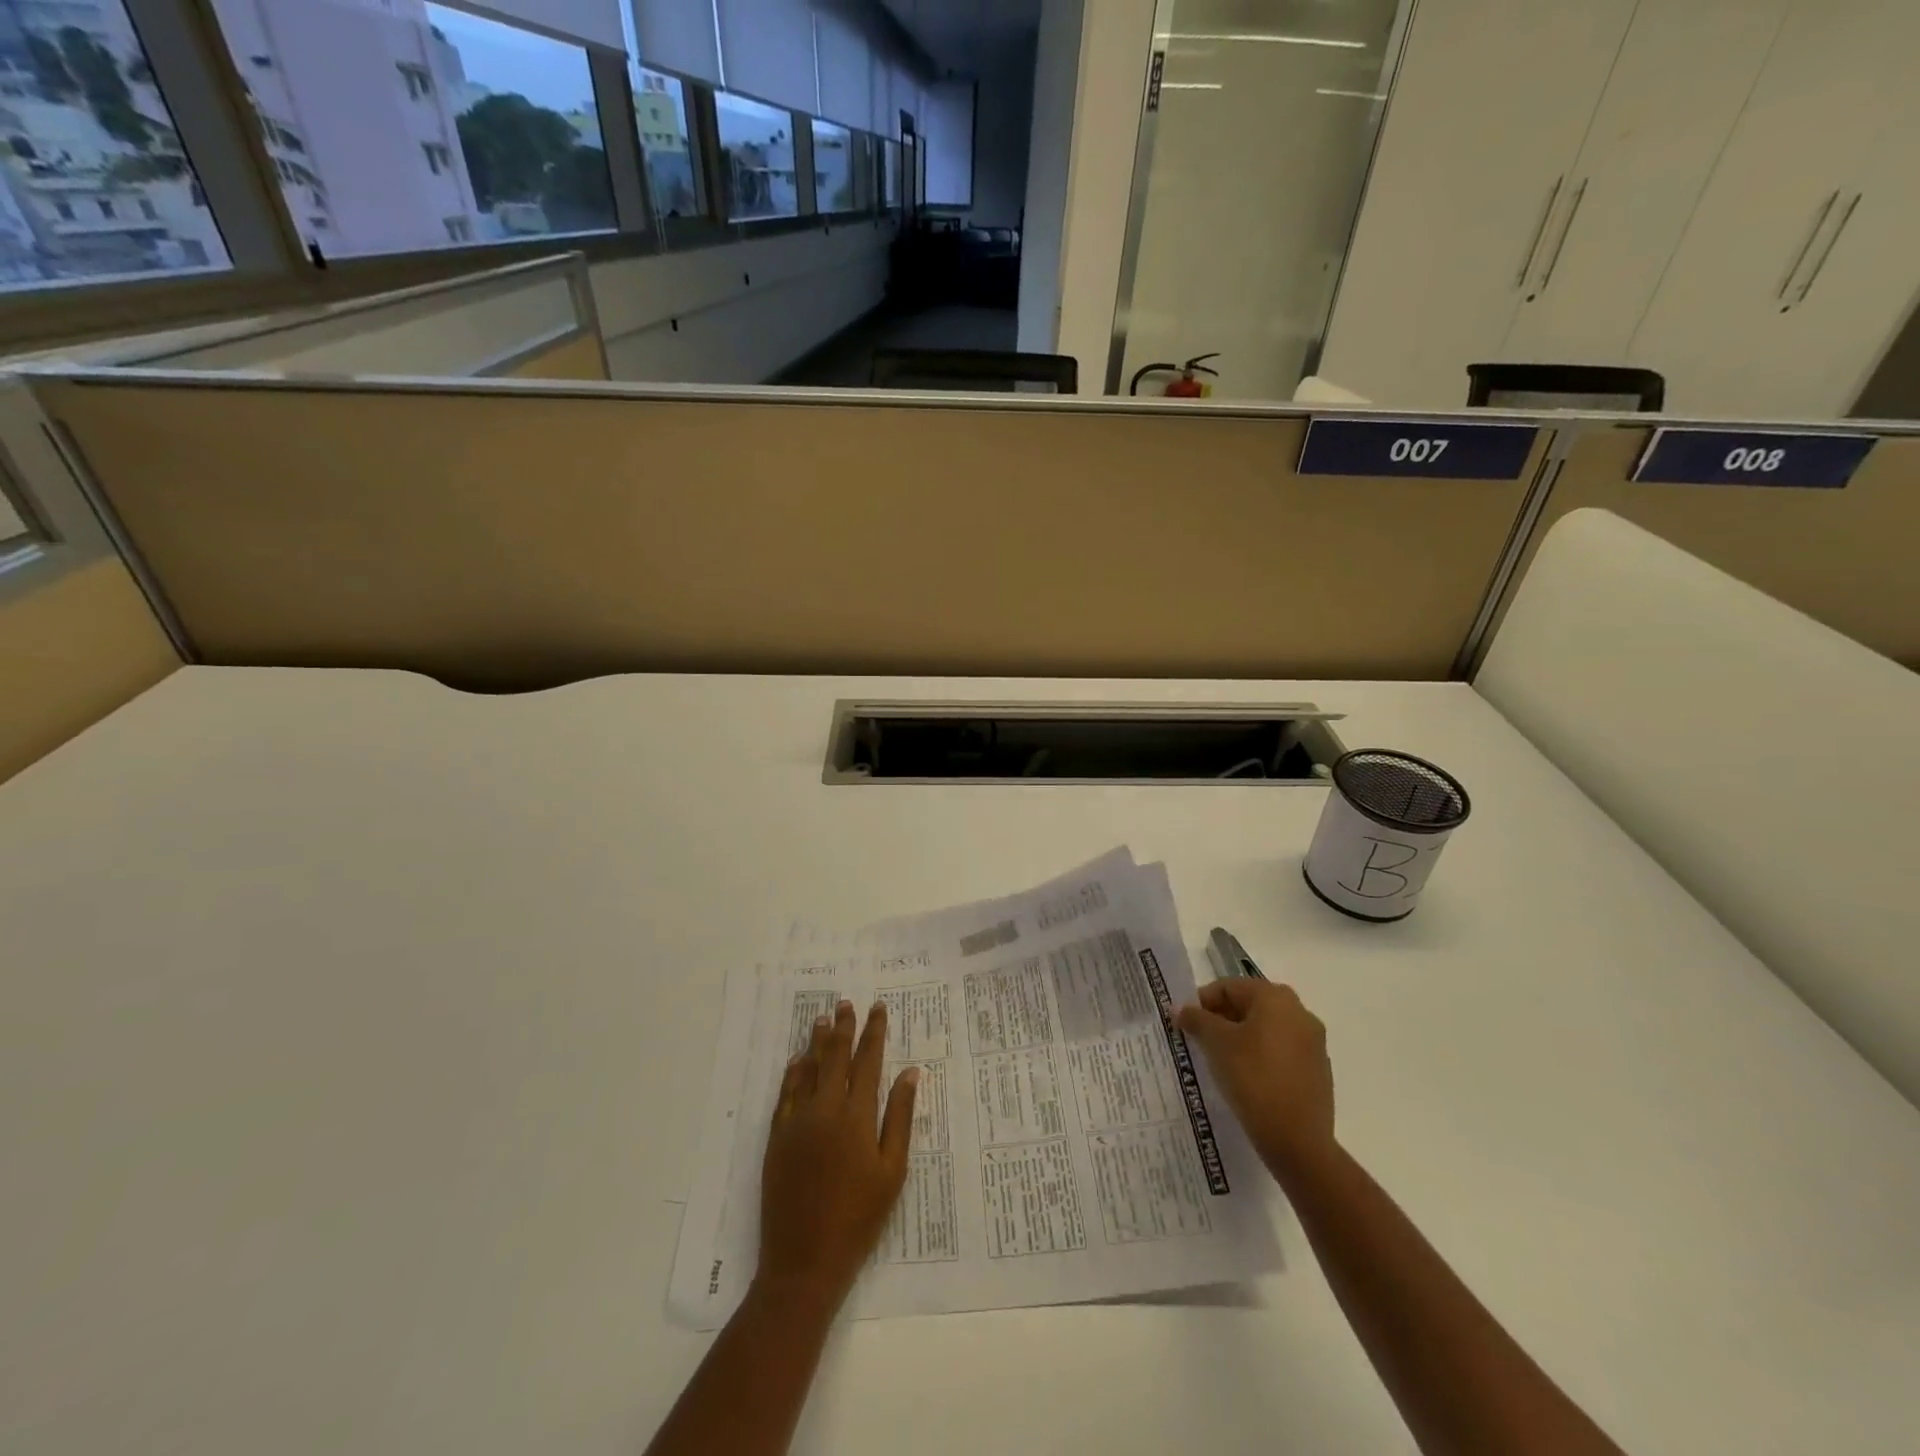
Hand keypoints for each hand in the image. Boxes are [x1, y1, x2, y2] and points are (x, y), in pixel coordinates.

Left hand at [758, 999, 918, 1308]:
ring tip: (822, 1019)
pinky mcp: (777, 1138)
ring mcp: (797, 1122)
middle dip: (842, 1028)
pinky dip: (793, 1073)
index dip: (873, 1032)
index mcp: (856, 1116)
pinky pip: (785, 1094)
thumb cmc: (859, 1218)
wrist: (804, 1262)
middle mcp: (825, 1109)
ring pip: (808, 1070)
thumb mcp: (892, 1171)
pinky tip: (797, 1061)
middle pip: (835, 1057)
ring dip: (816, 1042)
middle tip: (845, 1004)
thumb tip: (910, 1073)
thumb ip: (899, 1118)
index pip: (868, 1061)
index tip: (877, 1008)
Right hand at [1179, 979, 1334, 1179]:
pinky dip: (1261, 1057)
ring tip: (1220, 1061)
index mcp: (1276, 997)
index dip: (1202, 1002)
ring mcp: (1313, 1043)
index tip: (1185, 1023)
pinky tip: (1246, 1079)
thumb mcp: (1216, 1043)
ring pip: (1266, 1030)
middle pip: (1249, 1006)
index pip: (1229, 987)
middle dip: (1221, 1020)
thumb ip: (1197, 1019)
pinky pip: (1281, 1053)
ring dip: (1241, 1038)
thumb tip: (1181, 1008)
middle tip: (1199, 1040)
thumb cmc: (1252, 1077)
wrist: (1297, 1140)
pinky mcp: (1318, 1071)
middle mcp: (1300, 1012)